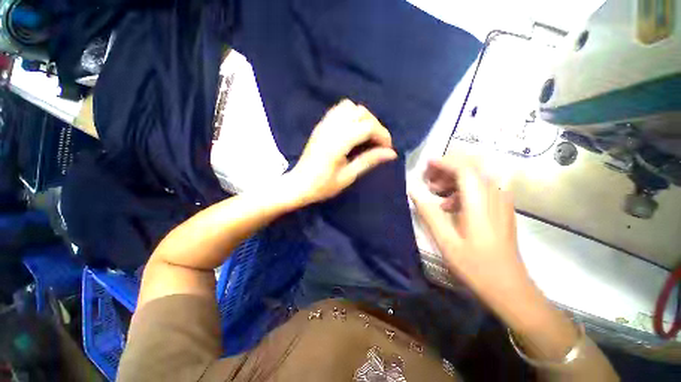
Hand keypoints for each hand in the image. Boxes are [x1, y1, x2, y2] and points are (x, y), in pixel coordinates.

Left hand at [288, 99, 397, 204]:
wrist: (299, 185)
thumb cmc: (323, 186)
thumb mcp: (348, 176)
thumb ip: (368, 161)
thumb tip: (391, 153)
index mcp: (338, 143)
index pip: (367, 127)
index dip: (382, 135)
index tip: (387, 149)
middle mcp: (331, 128)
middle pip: (361, 113)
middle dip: (375, 125)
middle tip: (378, 143)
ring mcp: (324, 124)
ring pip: (350, 107)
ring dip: (363, 118)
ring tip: (367, 135)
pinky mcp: (321, 125)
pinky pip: (339, 110)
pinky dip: (351, 114)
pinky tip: (353, 130)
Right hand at [410, 155, 534, 318]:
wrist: (509, 288)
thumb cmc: (475, 266)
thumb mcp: (445, 240)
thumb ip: (428, 212)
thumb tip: (413, 191)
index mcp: (480, 202)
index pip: (463, 168)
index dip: (443, 163)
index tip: (425, 167)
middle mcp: (495, 195)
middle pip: (472, 167)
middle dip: (447, 168)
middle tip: (428, 181)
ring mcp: (502, 201)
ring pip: (476, 175)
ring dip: (453, 178)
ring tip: (435, 192)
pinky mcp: (502, 208)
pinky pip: (481, 186)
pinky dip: (462, 188)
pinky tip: (450, 205)